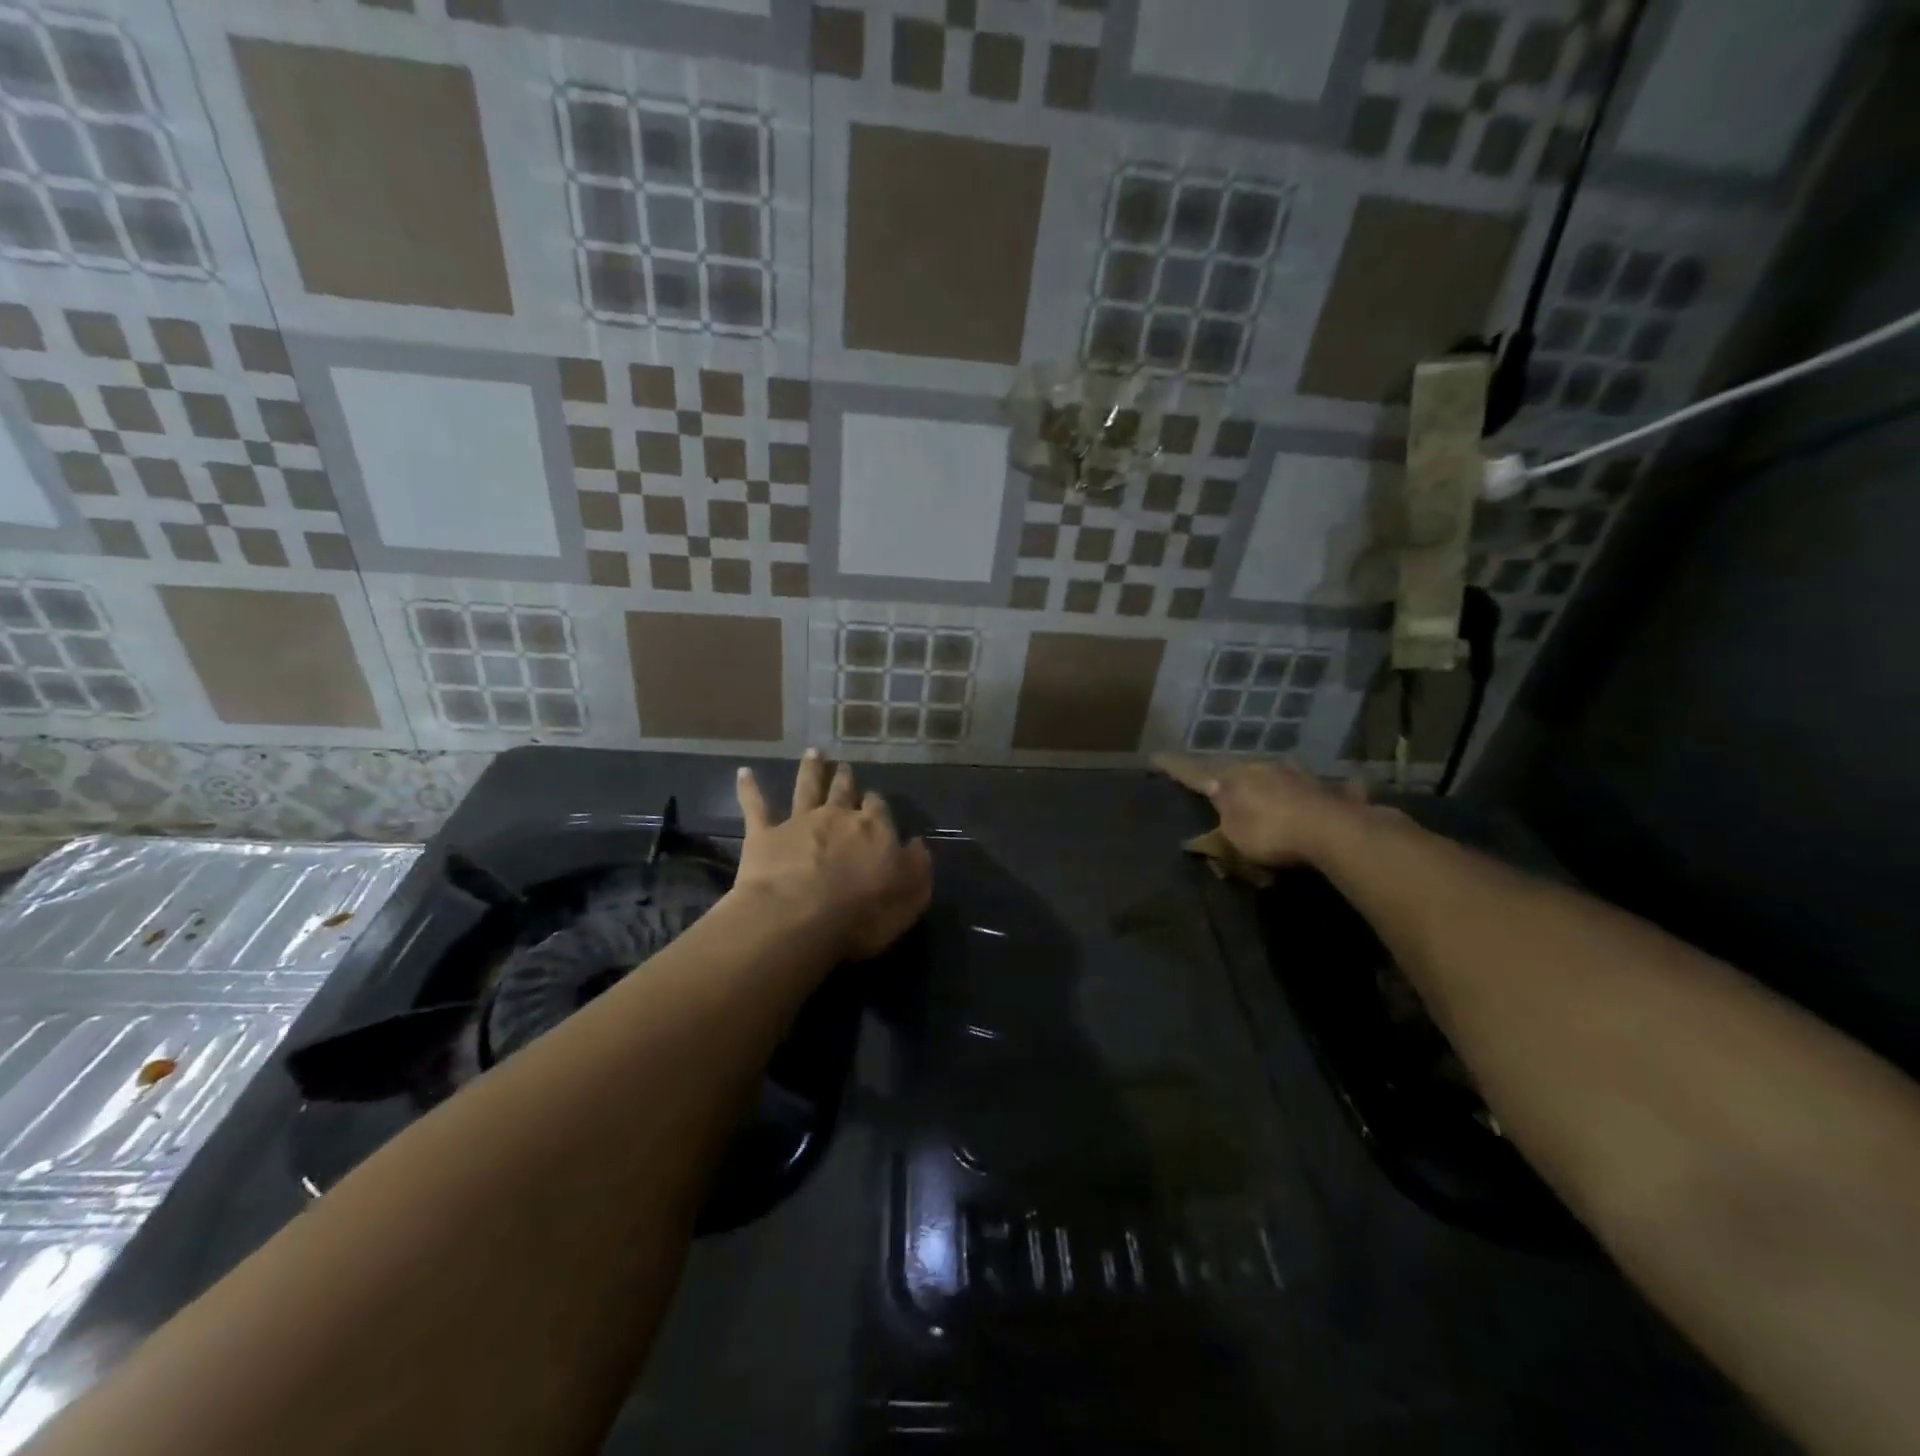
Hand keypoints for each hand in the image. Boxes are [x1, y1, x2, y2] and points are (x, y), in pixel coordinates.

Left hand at [733, 751, 932, 960]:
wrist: (797, 919)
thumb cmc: (861, 915)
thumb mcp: (909, 898)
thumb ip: (916, 868)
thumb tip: (917, 845)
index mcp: (875, 830)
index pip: (879, 809)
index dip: (876, 805)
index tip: (875, 802)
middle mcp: (838, 817)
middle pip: (843, 791)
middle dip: (845, 779)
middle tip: (845, 767)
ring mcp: (799, 822)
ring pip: (806, 787)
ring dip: (810, 769)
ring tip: (813, 753)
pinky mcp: (764, 834)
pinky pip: (755, 806)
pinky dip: (749, 788)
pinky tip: (743, 773)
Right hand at [1153, 753, 1367, 867]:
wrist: (1334, 830)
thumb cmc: (1272, 833)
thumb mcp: (1235, 835)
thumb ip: (1223, 814)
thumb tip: (1212, 790)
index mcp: (1234, 778)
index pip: (1195, 771)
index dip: (1175, 767)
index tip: (1155, 757)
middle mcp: (1262, 768)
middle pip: (1237, 770)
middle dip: (1227, 776)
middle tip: (1219, 784)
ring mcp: (1296, 774)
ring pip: (1273, 774)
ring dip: (1266, 781)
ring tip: (1265, 793)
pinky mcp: (1325, 788)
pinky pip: (1311, 788)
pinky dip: (1309, 792)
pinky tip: (1323, 794)